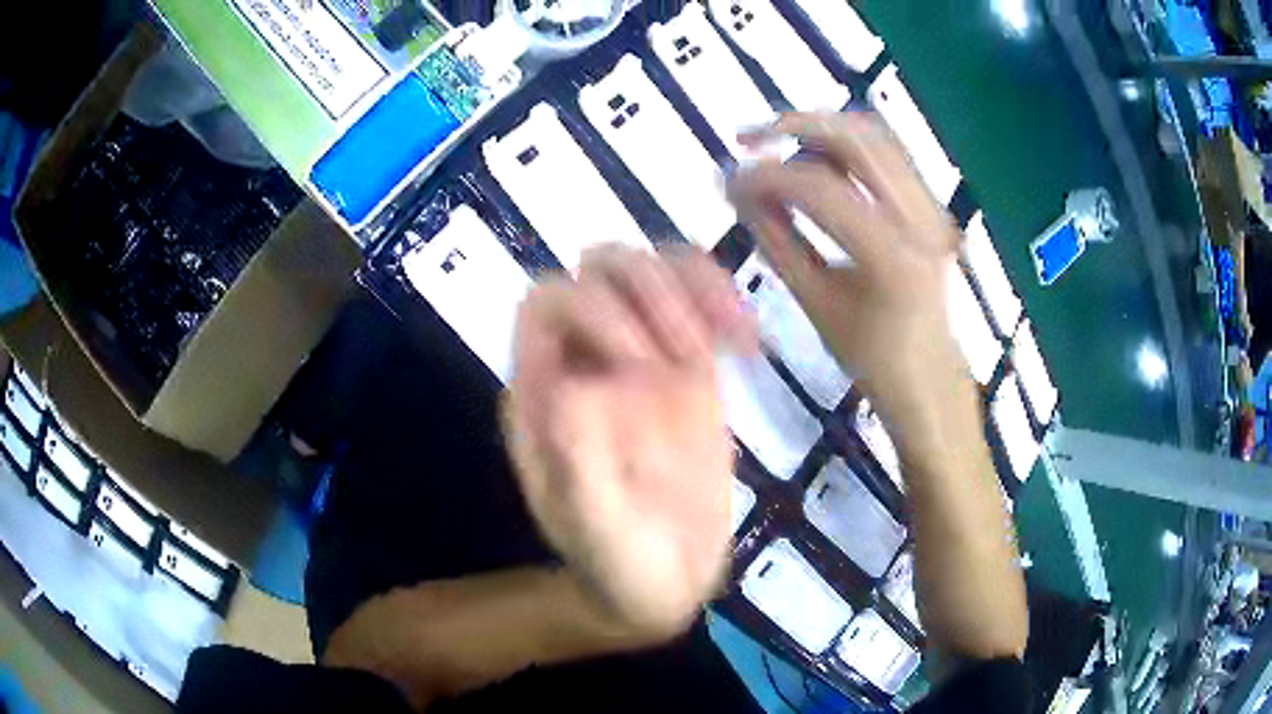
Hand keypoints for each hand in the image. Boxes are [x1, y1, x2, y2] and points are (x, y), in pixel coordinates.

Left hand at [503, 246, 755, 638]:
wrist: (665, 583)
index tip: (645, 366)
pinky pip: (699, 305)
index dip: (593, 310)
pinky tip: (748, 342)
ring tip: (726, 344)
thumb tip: (584, 383)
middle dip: (649, 294)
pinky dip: (724, 302)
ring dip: (692, 288)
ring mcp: (641, 358)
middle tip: (691, 358)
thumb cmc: (617, 564)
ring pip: (652, 270)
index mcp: (543, 391)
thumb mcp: (595, 528)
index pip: (547, 303)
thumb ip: (580, 462)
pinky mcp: (689, 370)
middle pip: (599, 269)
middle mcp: (585, 361)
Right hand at [728, 111, 967, 426]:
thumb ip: (776, 241)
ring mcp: (934, 207)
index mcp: (894, 257)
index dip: (766, 177)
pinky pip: (886, 154)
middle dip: (794, 125)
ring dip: (820, 131)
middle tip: (749, 139)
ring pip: (875, 135)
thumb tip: (737, 191)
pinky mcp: (933, 205)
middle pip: (857, 136)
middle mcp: (923, 219)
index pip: (820, 189)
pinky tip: (816, 164)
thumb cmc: (872, 358)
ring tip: (777, 147)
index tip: (729, 181)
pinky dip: (844, 148)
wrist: (931, 376)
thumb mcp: (816, 304)